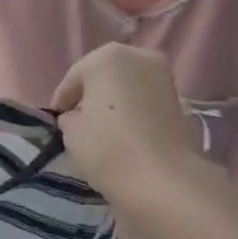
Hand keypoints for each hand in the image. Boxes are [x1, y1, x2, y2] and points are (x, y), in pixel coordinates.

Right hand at [51, 43, 203, 206]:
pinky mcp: (181, 99)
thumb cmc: (109, 149)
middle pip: (103, 75)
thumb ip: (69, 117)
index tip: (56, 122)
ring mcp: (164, 76)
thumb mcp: (71, 133)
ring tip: (104, 128)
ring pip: (128, 85)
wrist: (166, 181)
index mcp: (106, 57)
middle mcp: (138, 56)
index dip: (62, 101)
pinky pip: (146, 100)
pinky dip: (135, 110)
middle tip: (79, 121)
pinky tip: (127, 133)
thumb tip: (76, 117)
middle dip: (91, 95)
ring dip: (115, 101)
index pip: (73, 79)